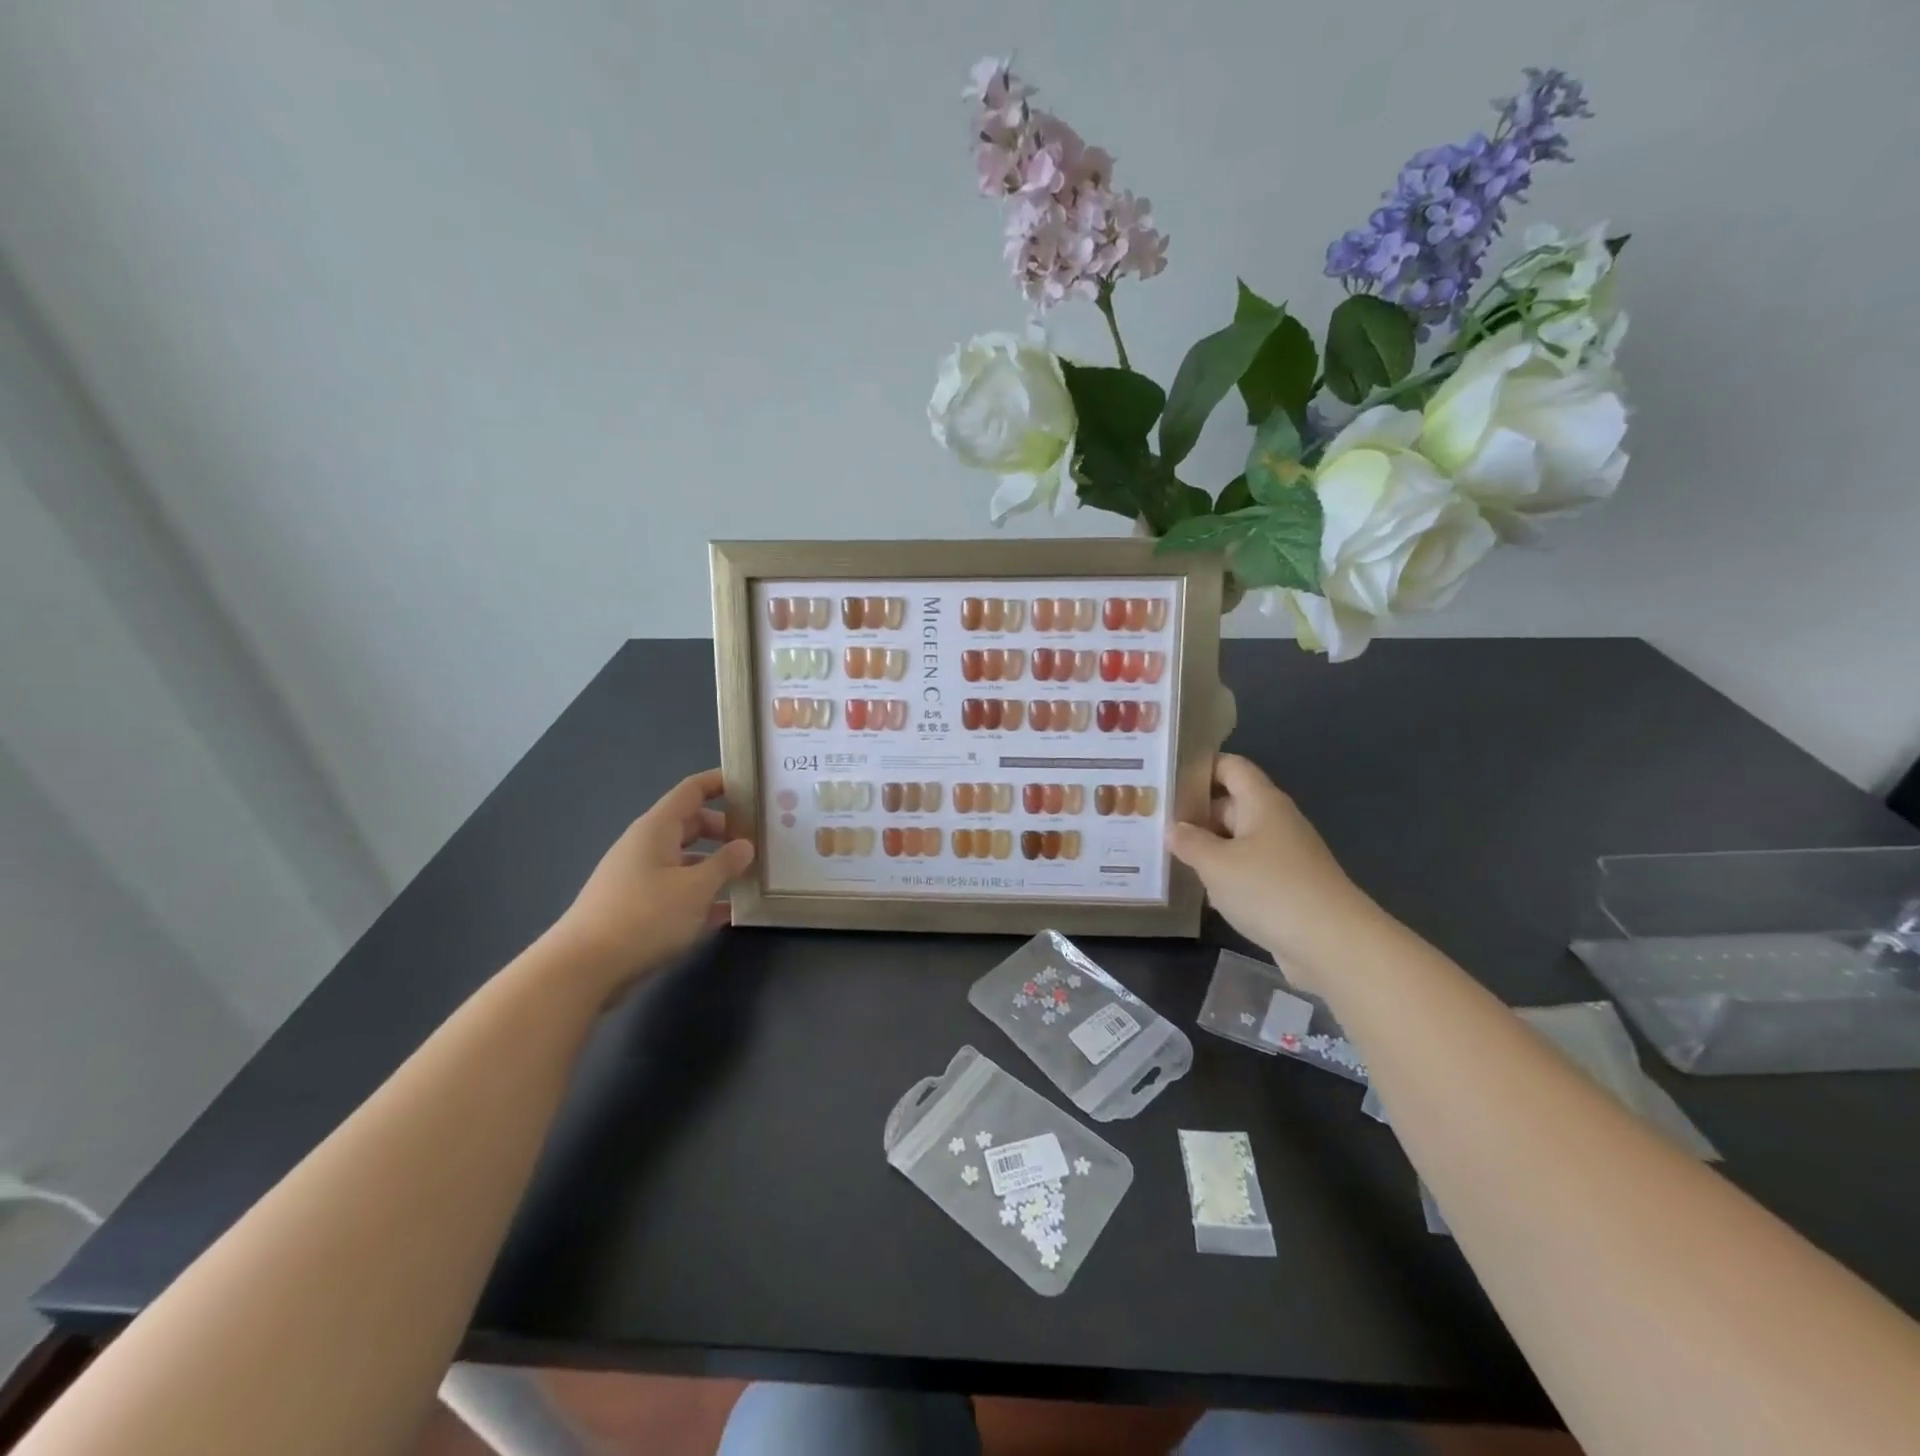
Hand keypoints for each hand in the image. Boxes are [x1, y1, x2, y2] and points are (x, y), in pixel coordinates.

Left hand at [545, 768, 753, 993]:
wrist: (583, 969)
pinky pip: (676, 890)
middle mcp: (646, 846)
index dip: (721, 783)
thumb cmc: (645, 917)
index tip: (753, 786)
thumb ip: (726, 863)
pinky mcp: (636, 908)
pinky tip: (726, 912)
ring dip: (715, 865)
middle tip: (759, 840)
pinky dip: (700, 895)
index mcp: (657, 829)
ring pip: (686, 860)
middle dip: (725, 829)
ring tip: (749, 876)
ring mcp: (638, 878)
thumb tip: (745, 845)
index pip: (692, 790)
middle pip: (691, 825)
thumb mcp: (696, 888)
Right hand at [1169, 753, 1368, 985]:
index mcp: (1262, 802)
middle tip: (1152, 821)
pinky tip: (1197, 888)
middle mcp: (1274, 822)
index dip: (1200, 767)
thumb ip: (1189, 842)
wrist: (1333, 944)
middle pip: (1230, 804)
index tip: (1165, 777)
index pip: (1231, 767)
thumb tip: (1173, 828)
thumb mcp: (1216, 864)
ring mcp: (1283, 855)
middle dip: (1194, 812)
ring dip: (1206, 847)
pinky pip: (1247, 869)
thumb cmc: (1270, 889)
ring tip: (1164, 853)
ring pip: (1236, 840)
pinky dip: (1223, 875)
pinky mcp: (1286, 887)